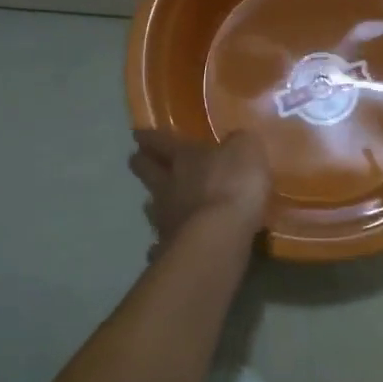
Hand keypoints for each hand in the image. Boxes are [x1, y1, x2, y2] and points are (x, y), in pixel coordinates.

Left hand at [128, 129, 270, 252]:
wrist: (219, 237)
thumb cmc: (234, 184)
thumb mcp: (246, 150)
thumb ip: (238, 144)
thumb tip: (234, 141)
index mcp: (185, 156)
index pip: (162, 141)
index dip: (150, 136)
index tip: (137, 133)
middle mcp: (168, 185)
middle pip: (147, 171)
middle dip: (141, 163)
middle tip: (136, 159)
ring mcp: (166, 218)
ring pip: (151, 206)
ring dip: (152, 203)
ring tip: (152, 204)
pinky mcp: (169, 249)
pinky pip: (161, 243)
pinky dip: (161, 243)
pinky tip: (163, 247)